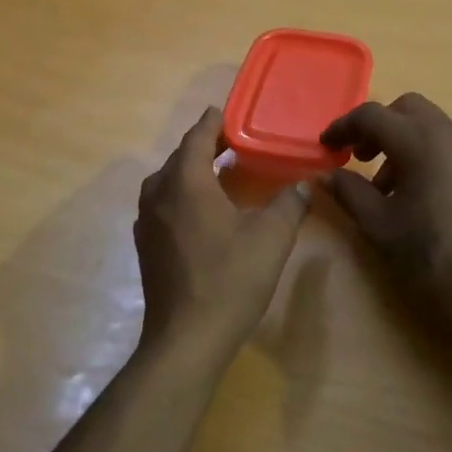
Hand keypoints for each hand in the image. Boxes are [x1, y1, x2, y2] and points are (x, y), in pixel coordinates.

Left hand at [135, 107, 310, 365]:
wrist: (186, 338)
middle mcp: (158, 195)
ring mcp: (147, 222)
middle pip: (180, 158)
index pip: (197, 137)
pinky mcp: (146, 246)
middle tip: (233, 142)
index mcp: (185, 183)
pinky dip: (182, 195)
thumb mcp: (271, 238)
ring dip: (191, 171)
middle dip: (204, 146)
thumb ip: (290, 204)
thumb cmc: (229, 280)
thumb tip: (305, 184)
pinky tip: (203, 212)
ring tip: (220, 173)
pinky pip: (163, 205)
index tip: (227, 113)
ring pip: (168, 182)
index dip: (213, 122)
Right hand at [321, 93, 451, 329]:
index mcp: (421, 141)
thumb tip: (326, 174)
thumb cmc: (427, 254)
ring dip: (403, 141)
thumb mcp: (377, 224)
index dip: (343, 127)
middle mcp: (451, 135)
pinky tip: (419, 194)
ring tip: (388, 186)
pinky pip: (451, 146)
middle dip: (378, 126)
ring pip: (431, 126)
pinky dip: (427, 154)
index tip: (326, 147)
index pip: (372, 115)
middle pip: (407, 109)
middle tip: (360, 157)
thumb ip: (348, 191)